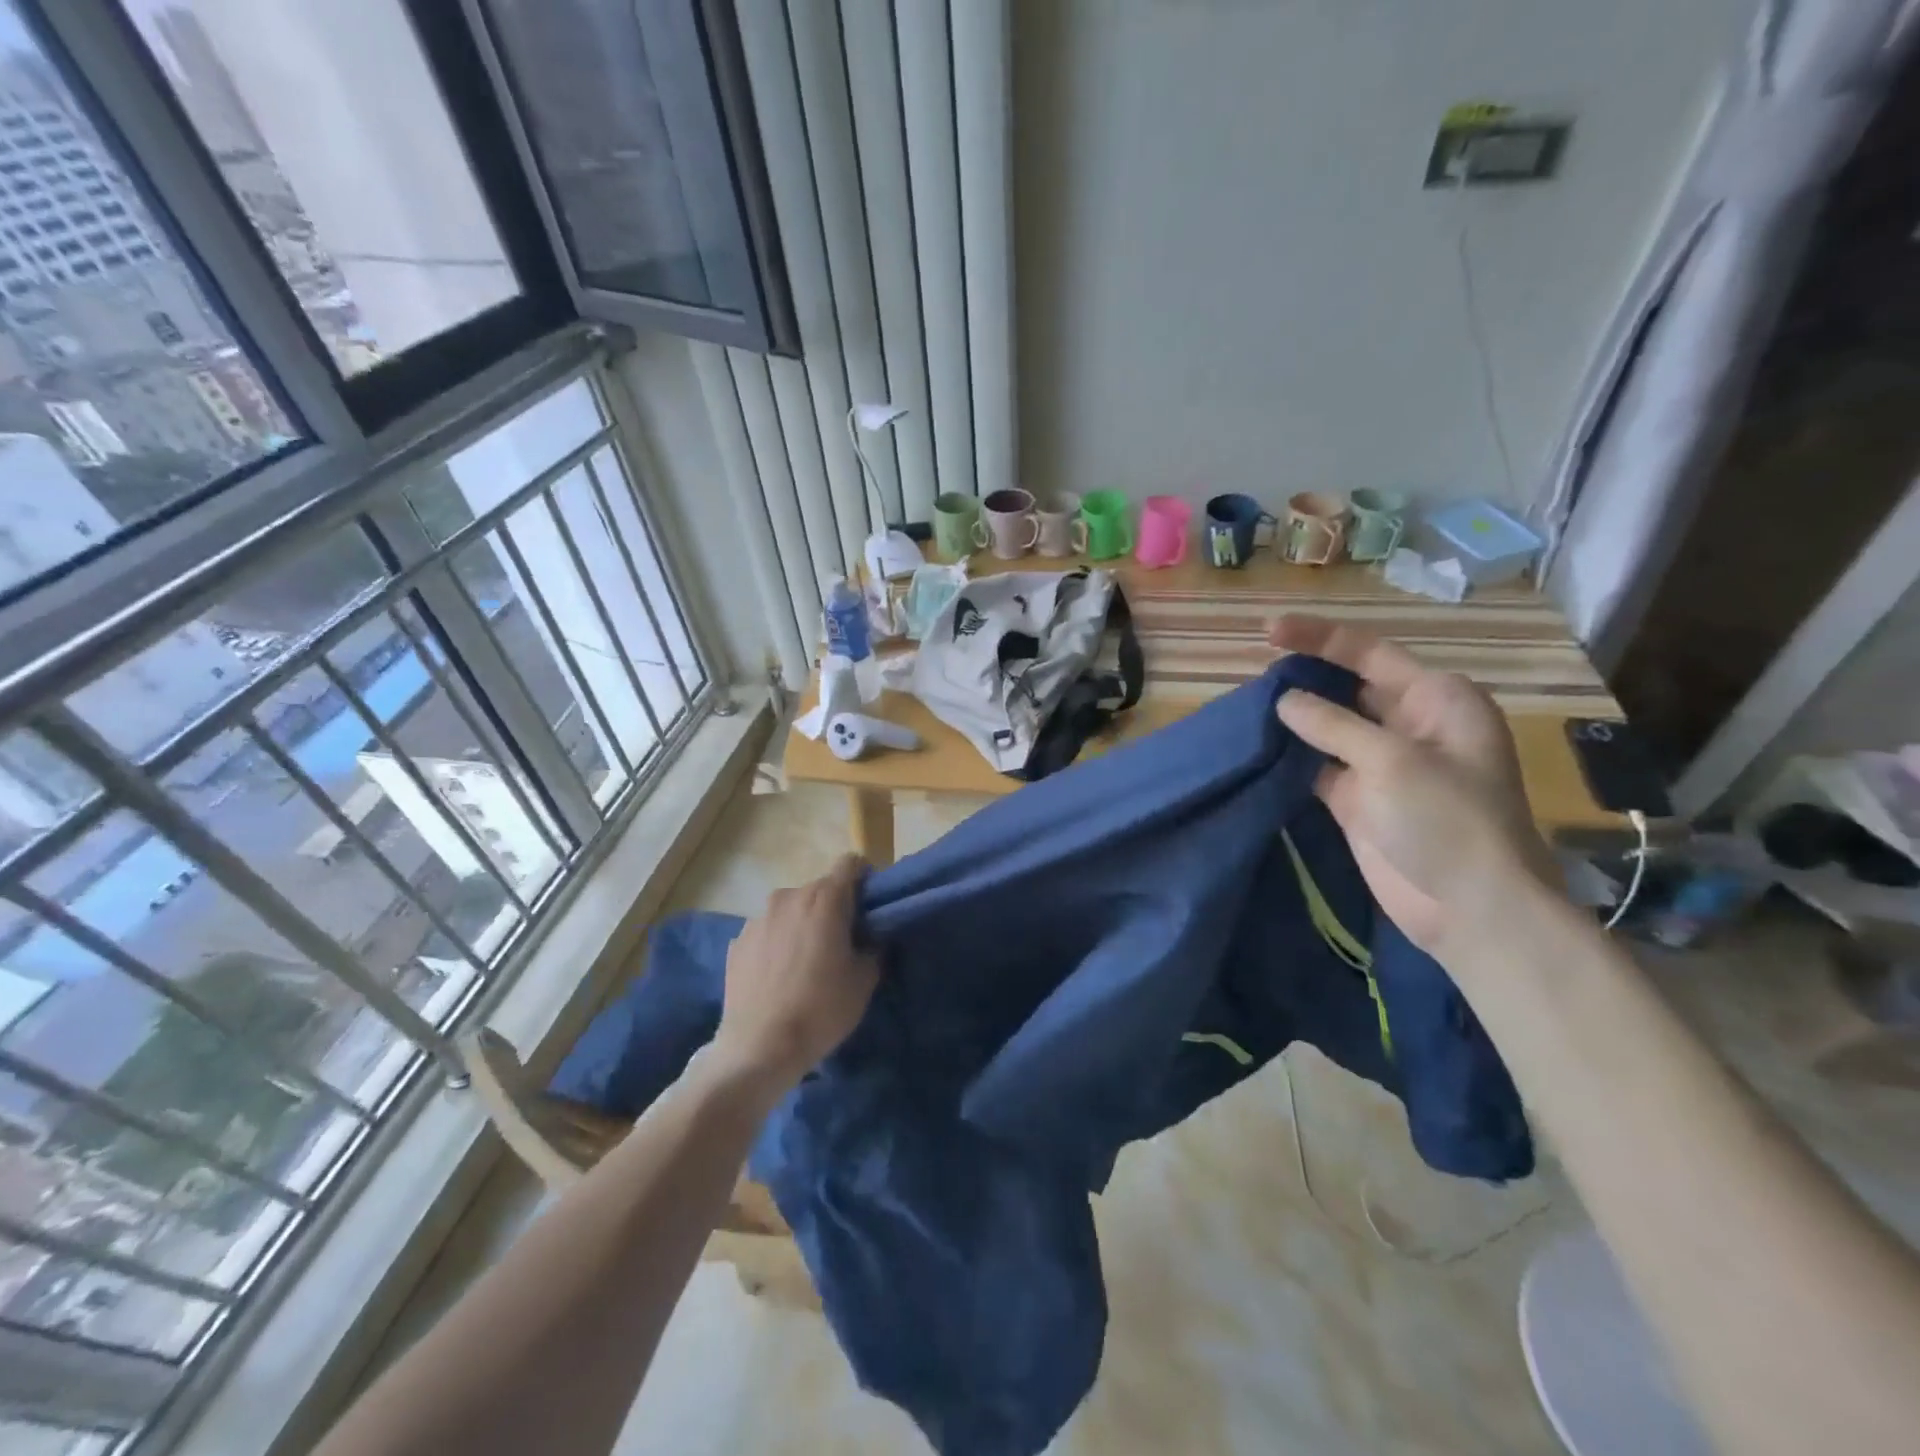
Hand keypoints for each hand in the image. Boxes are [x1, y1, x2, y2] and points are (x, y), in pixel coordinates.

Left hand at [711, 855, 879, 1094]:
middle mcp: (788, 897)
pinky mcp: (736, 942)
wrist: (759, 1048)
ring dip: (802, 924)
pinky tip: (778, 977)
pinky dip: (777, 944)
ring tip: (805, 962)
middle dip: (833, 907)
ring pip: (790, 910)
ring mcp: (757, 918)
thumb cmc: (821, 1009)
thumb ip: (872, 947)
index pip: (850, 864)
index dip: (864, 880)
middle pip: (820, 889)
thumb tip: (866, 940)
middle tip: (841, 942)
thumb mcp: (864, 981)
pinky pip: (767, 932)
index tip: (868, 908)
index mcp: (825, 899)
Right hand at [1270, 614, 1558, 962]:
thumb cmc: (1447, 820)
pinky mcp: (1359, 799)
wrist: (1470, 908)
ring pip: (1329, 726)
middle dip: (1303, 676)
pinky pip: (1318, 764)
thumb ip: (1332, 724)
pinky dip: (1291, 756)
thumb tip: (1284, 700)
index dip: (1319, 638)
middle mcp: (1410, 723)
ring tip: (1245, 704)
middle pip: (1347, 686)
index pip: (1369, 653)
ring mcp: (1382, 763)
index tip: (1268, 631)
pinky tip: (1258, 746)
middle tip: (1251, 670)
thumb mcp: (1391, 761)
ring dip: (1293, 718)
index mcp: (1436, 699)